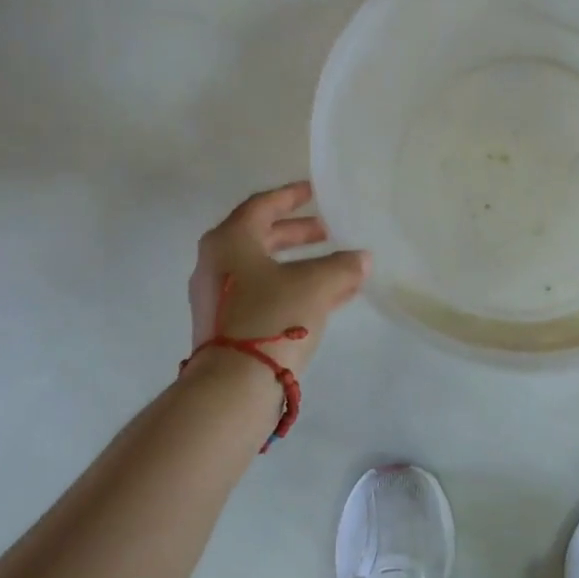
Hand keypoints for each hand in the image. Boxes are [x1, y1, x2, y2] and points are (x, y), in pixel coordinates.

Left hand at [187, 181, 369, 380]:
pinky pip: (264, 294)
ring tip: (336, 267)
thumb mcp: (317, 284)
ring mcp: (218, 297)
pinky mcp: (226, 325)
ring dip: (300, 264)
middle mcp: (217, 263)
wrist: (233, 386)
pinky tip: (326, 298)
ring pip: (265, 269)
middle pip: (261, 237)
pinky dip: (292, 288)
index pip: (263, 206)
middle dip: (298, 233)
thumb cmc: (273, 317)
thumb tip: (361, 259)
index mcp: (230, 240)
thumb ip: (343, 266)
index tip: (314, 191)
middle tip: (328, 231)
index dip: (292, 196)